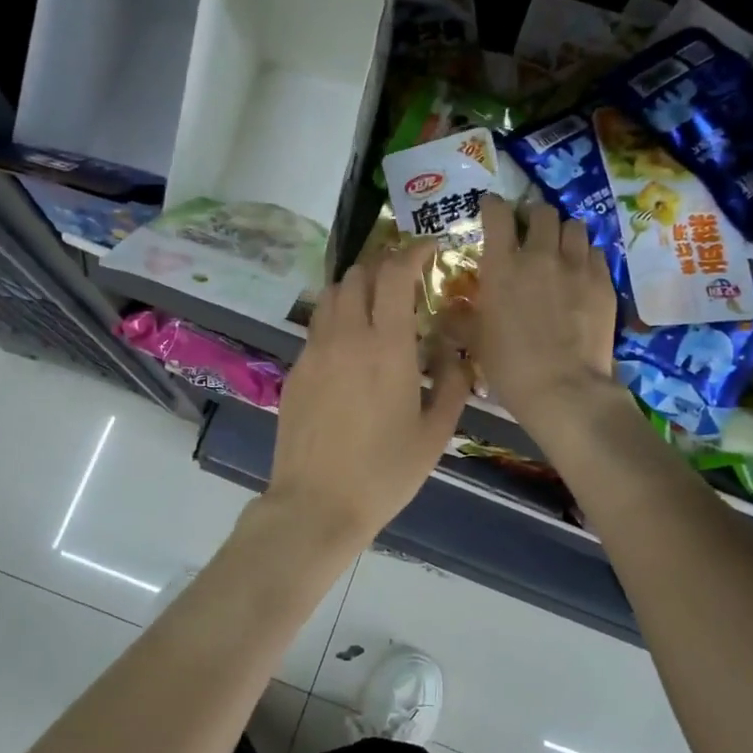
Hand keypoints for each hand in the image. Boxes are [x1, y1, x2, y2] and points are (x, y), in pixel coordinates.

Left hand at [265, 242, 472, 548]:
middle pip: (357, 275)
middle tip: (405, 279)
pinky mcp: (296, 371)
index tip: (429, 249)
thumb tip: (456, 350)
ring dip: (357, 287)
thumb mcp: (435, 432)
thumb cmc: (385, 472)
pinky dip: (338, 318)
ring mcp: (314, 352)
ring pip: (332, 296)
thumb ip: (452, 382)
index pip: (394, 275)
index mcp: (385, 346)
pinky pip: (318, 327)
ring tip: (377, 305)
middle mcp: (345, 337)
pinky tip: (352, 345)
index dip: (412, 252)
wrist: (316, 504)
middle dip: (384, 265)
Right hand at [472, 194, 618, 427]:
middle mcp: (539, 255)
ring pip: (574, 226)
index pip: (497, 213)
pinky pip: (596, 251)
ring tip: (559, 249)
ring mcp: (575, 265)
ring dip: (563, 233)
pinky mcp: (603, 281)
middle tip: (530, 233)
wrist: (563, 388)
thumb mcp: (475, 341)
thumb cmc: (509, 366)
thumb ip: (461, 318)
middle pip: (541, 212)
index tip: (492, 208)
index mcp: (502, 266)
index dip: (493, 205)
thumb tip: (449, 310)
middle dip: (534, 217)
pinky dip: (585, 255)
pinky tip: (581, 272)